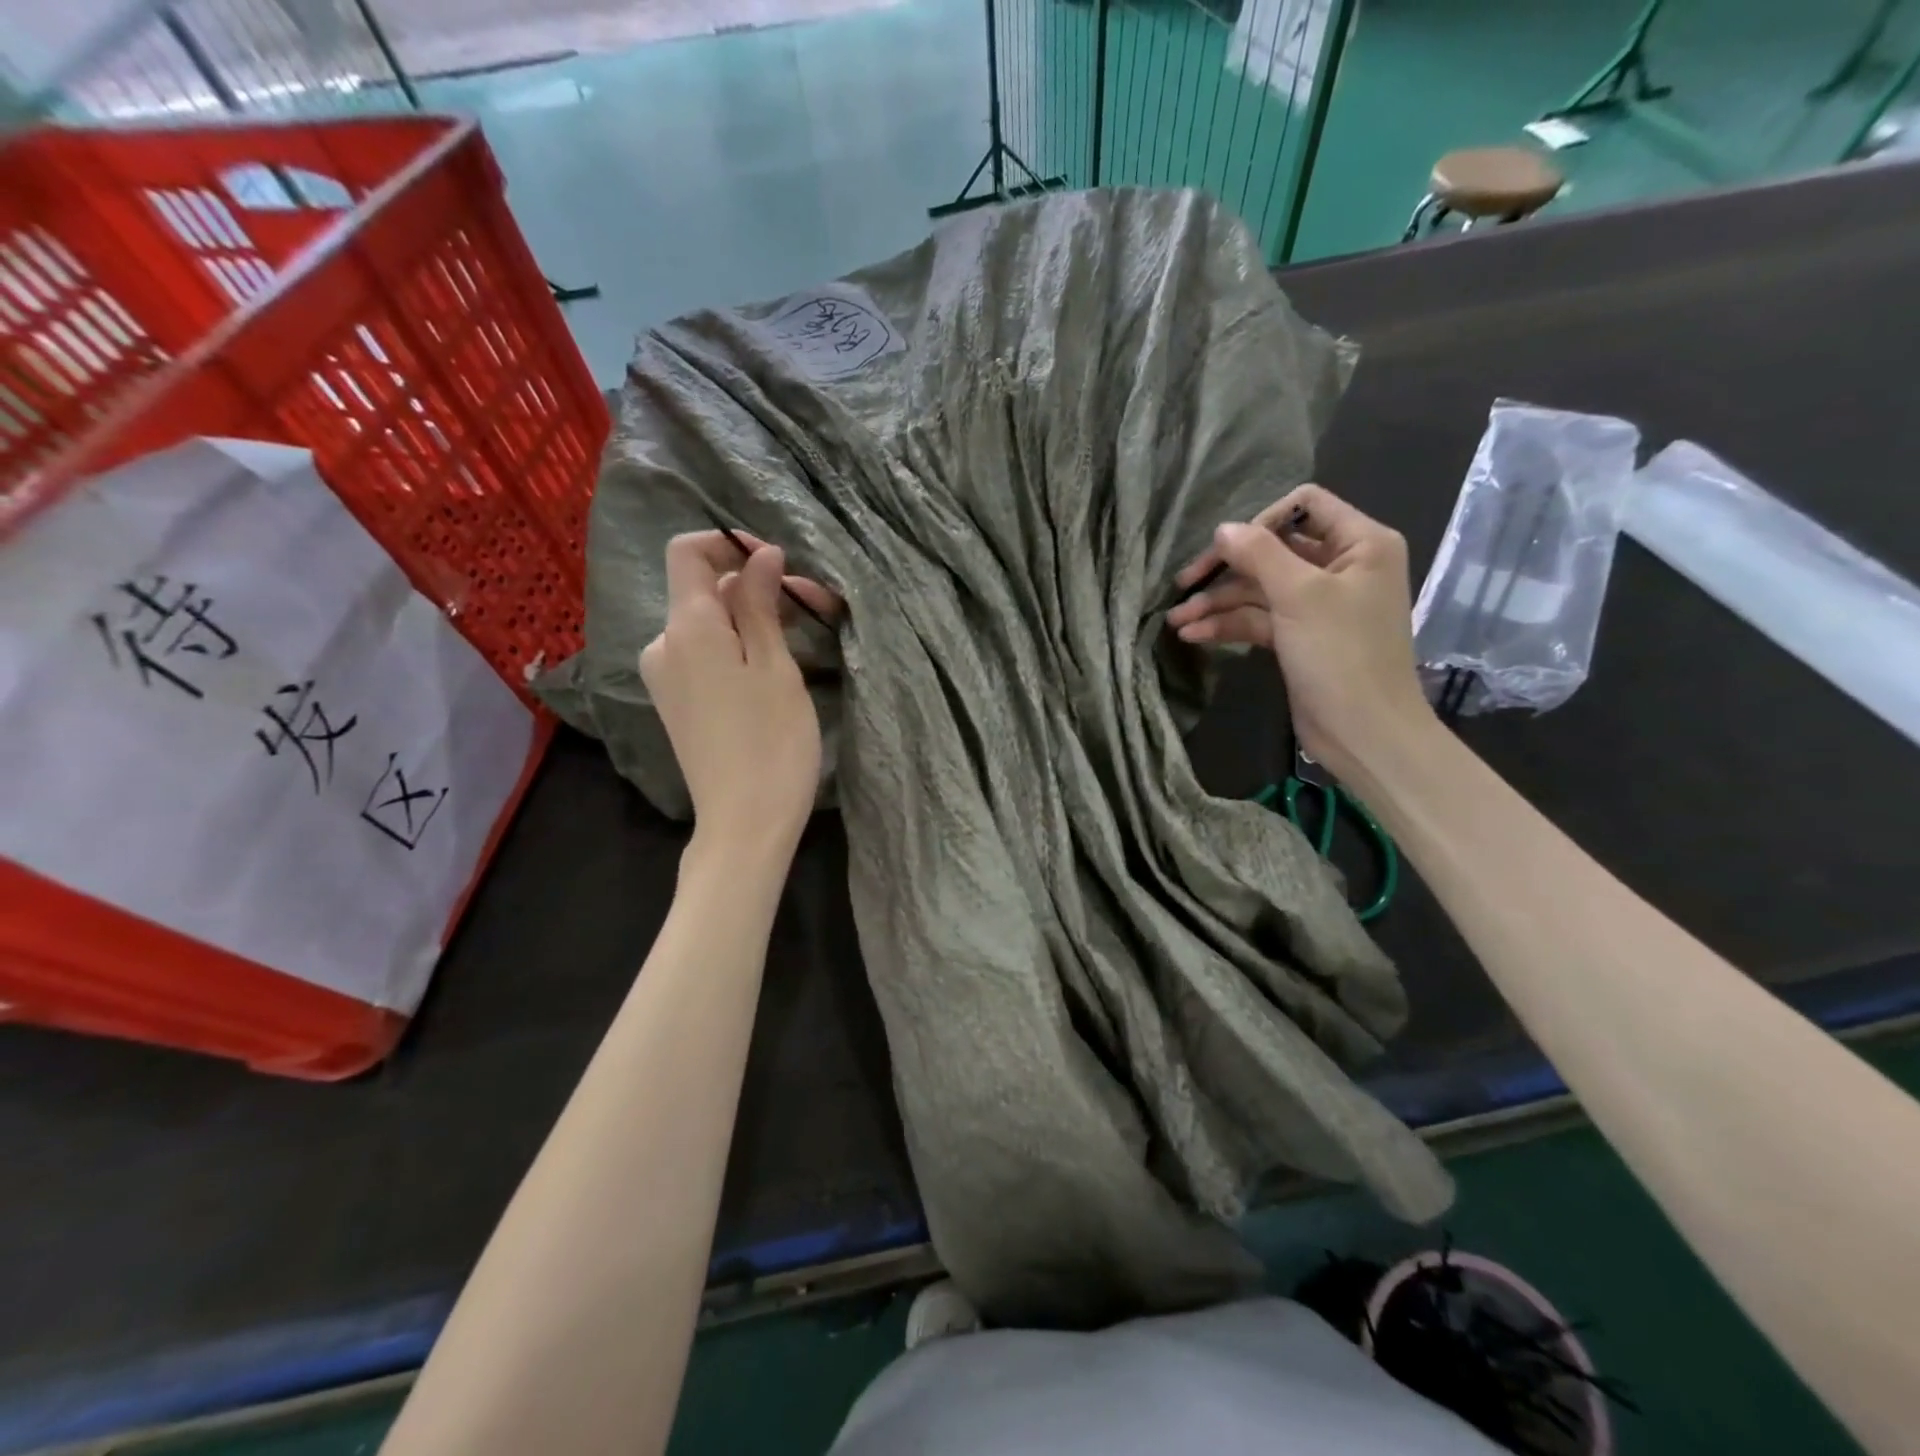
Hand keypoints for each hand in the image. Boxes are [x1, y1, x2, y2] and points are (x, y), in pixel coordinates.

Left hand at [640, 532, 839, 853]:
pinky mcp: (676, 704)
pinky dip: (736, 647)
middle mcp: (664, 645)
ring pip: (708, 625)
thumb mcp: (775, 666)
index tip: (778, 562)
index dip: (729, 544)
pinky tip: (773, 668)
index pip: (687, 552)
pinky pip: (703, 655)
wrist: (744, 823)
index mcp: (687, 628)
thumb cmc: (772, 742)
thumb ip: (760, 604)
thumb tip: (760, 555)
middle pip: (704, 591)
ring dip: (751, 620)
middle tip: (815, 606)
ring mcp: (666, 678)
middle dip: (756, 588)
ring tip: (803, 639)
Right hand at [1167, 484, 1431, 778]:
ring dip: (1218, 602)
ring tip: (1177, 621)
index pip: (1306, 505)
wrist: (1364, 732)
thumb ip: (1259, 554)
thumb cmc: (1342, 655)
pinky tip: (1194, 636)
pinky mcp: (1300, 636)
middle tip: (1183, 584)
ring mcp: (1319, 604)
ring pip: (1260, 589)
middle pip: (1273, 551)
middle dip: (1226, 569)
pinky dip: (1229, 625)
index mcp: (1361, 543)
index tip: (1225, 548)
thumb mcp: (1300, 596)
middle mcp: (1342, 567)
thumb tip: (1223, 528)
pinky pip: (1260, 619)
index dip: (1261, 521)